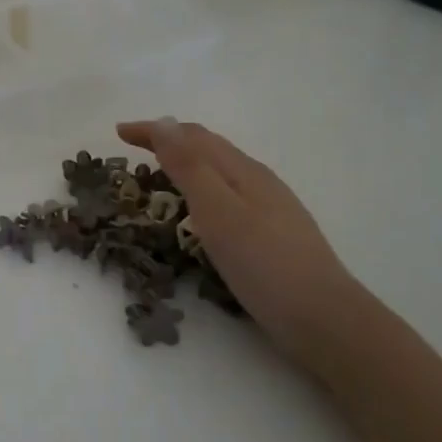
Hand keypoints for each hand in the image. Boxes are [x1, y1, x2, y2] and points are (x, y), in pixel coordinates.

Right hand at [117, 118, 359, 357]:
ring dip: (186, 162)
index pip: (192, 137)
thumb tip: (164, 123)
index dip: (154, 130)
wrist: (323, 318)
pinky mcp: (272, 233)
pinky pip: (227, 194)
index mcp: (243, 172)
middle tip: (134, 147)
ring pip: (220, 171)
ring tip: (160, 171)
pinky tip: (200, 210)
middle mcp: (258, 181)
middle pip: (209, 148)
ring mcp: (269, 207)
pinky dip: (201, 188)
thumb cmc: (265, 265)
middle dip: (169, 140)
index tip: (118, 132)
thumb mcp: (218, 212)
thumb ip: (190, 168)